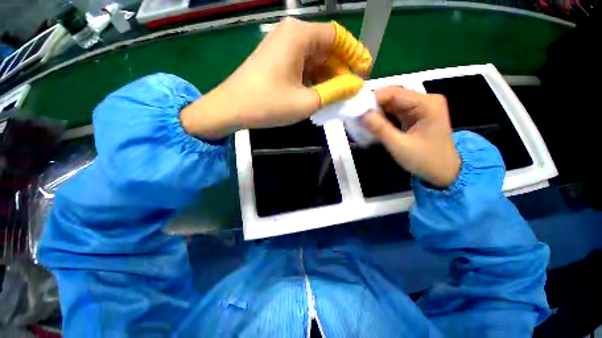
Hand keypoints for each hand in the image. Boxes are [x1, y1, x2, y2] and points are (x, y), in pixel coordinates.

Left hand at [181, 18, 371, 138]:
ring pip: (314, 58)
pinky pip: (302, 66)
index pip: (337, 37)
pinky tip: (320, 93)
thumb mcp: (307, 102)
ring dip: (328, 75)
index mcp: (299, 36)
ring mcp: (281, 47)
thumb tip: (355, 85)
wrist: (231, 109)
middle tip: (351, 88)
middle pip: (326, 47)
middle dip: (341, 68)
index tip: (364, 71)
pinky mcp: (276, 60)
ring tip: (338, 95)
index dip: (354, 53)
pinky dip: (314, 78)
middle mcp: (291, 34)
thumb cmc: (268, 105)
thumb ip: (334, 91)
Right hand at [361, 86, 460, 187]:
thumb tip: (361, 115)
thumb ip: (380, 129)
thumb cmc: (425, 160)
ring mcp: (420, 107)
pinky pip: (395, 111)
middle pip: (393, 96)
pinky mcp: (415, 114)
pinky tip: (372, 123)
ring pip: (392, 103)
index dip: (373, 98)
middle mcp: (425, 100)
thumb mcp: (400, 146)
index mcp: (427, 104)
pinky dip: (382, 116)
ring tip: (361, 120)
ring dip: (376, 111)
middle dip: (373, 105)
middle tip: (356, 116)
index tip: (356, 108)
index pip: (395, 92)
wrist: (443, 172)